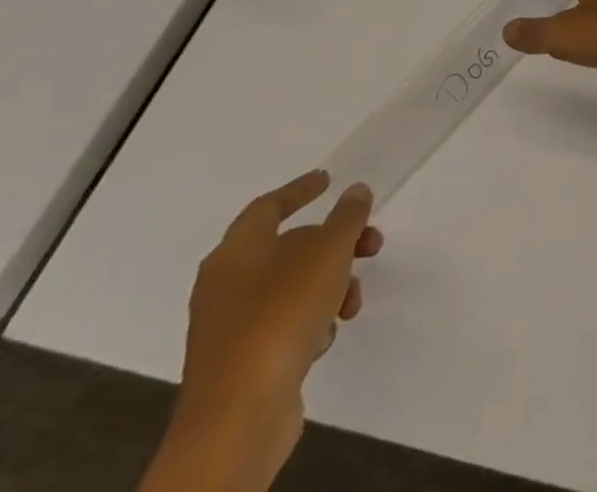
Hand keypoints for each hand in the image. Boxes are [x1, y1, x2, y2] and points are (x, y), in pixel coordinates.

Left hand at [143, 172, 381, 491]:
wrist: (238, 416)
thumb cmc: (282, 314)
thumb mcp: (329, 251)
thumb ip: (347, 216)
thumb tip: (355, 192)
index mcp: (236, 251)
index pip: (269, 206)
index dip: (300, 189)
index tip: (329, 179)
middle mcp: (225, 284)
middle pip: (289, 247)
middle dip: (335, 244)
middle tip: (371, 244)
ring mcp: (230, 326)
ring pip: (292, 287)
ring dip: (330, 285)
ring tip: (352, 302)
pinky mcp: (240, 362)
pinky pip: (284, 324)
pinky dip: (311, 320)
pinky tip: (325, 336)